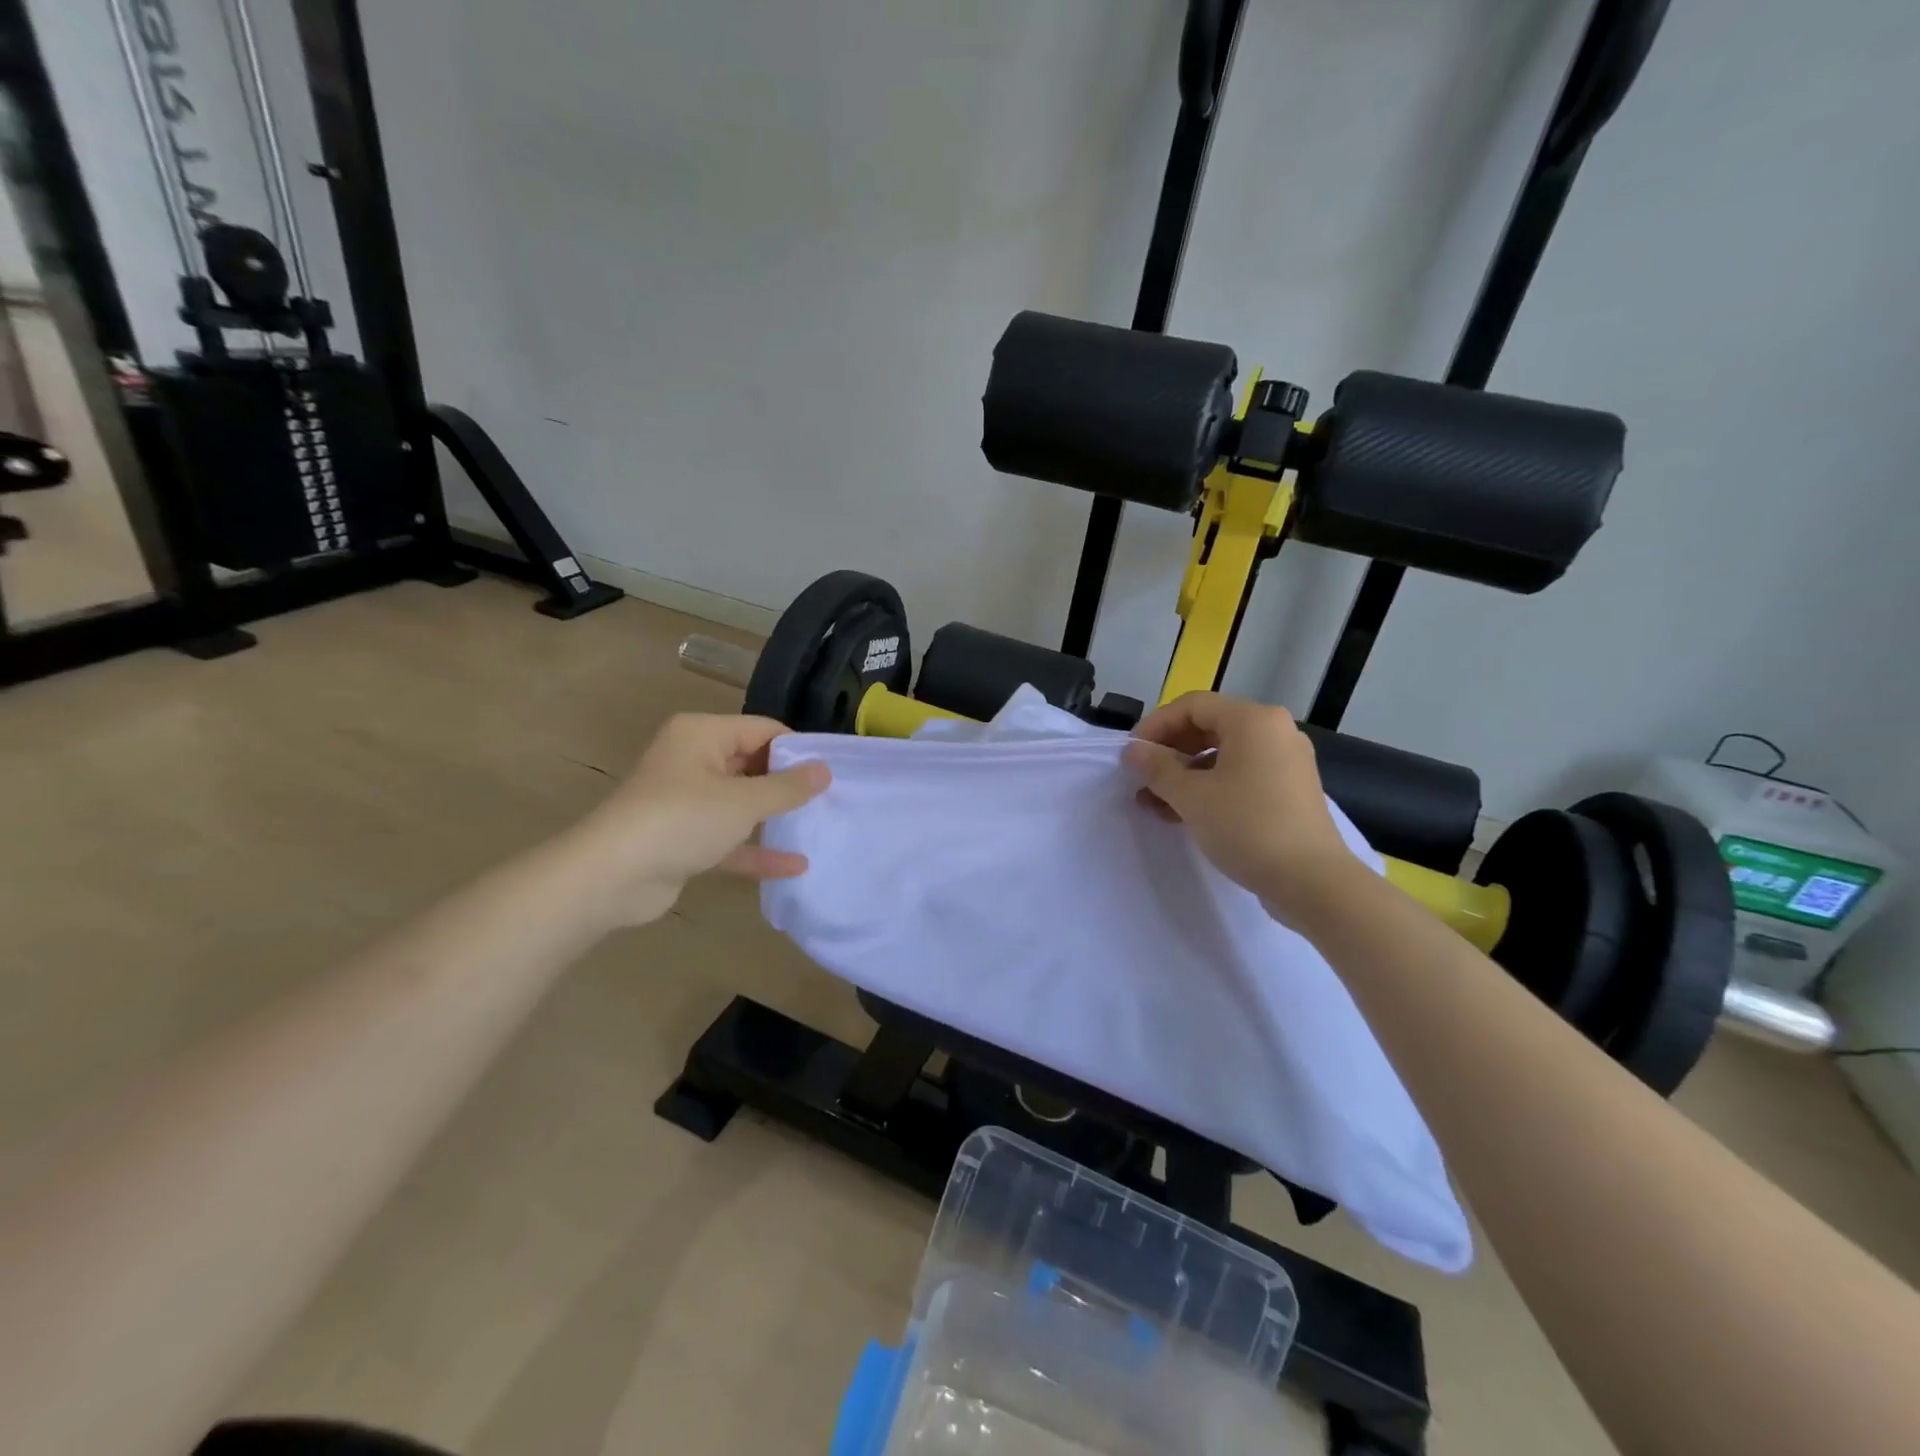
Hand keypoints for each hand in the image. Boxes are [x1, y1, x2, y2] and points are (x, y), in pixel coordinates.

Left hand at [572, 713, 830, 926]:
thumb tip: (825, 769)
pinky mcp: (684, 839)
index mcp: (702, 734)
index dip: (798, 748)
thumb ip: (787, 787)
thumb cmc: (682, 820)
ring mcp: (687, 801)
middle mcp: (693, 760)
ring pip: (741, 804)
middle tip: (831, 800)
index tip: (832, 771)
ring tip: (819, 827)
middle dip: (788, 784)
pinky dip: (756, 849)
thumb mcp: (743, 801)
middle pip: (752, 764)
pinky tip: (795, 866)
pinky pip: (729, 838)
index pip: (762, 729)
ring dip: (774, 818)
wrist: (611, 877)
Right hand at [1124, 692, 1360, 924]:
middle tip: (1141, 777)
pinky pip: (1240, 775)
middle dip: (1169, 752)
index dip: (1155, 725)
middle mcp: (1274, 730)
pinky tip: (1183, 813)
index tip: (1131, 754)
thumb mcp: (1191, 796)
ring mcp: (1285, 761)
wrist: (1312, 881)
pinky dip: (1209, 787)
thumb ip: (1156, 768)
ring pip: (1222, 754)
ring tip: (1153, 802)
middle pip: (1208, 727)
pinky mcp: (1289, 790)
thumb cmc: (1247, 827)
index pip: (1192, 705)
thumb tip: (1133, 750)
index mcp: (1253, 720)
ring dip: (1184, 774)